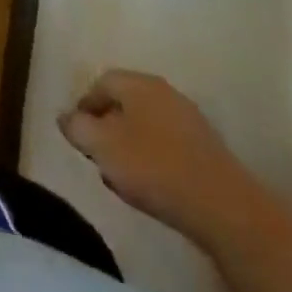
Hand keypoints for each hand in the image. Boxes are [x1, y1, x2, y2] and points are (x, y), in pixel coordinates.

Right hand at [58, 70, 269, 247]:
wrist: (225, 209)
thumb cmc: (153, 167)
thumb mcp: (101, 146)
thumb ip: (76, 127)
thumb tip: (66, 117)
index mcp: (138, 83)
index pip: (100, 82)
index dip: (84, 106)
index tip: (77, 135)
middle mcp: (165, 92)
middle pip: (125, 103)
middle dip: (107, 127)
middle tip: (98, 155)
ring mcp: (190, 120)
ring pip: (146, 125)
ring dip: (130, 145)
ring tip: (123, 176)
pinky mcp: (208, 150)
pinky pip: (169, 145)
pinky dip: (154, 159)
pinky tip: (153, 185)